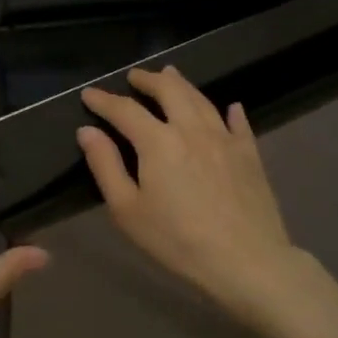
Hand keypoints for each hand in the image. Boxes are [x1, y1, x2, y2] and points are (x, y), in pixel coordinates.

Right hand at [79, 67, 319, 337]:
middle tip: (134, 76)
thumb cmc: (177, 240)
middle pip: (169, 90)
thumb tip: (87, 131)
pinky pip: (238, 123)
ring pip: (201, 99)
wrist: (246, 261)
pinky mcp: (250, 154)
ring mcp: (225, 138)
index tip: (89, 94)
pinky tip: (231, 107)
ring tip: (170, 75)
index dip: (104, 100)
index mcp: (158, 141)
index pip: (125, 110)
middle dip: (148, 80)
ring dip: (182, 84)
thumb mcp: (128, 210)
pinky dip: (230, 111)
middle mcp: (192, 128)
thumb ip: (105, 166)